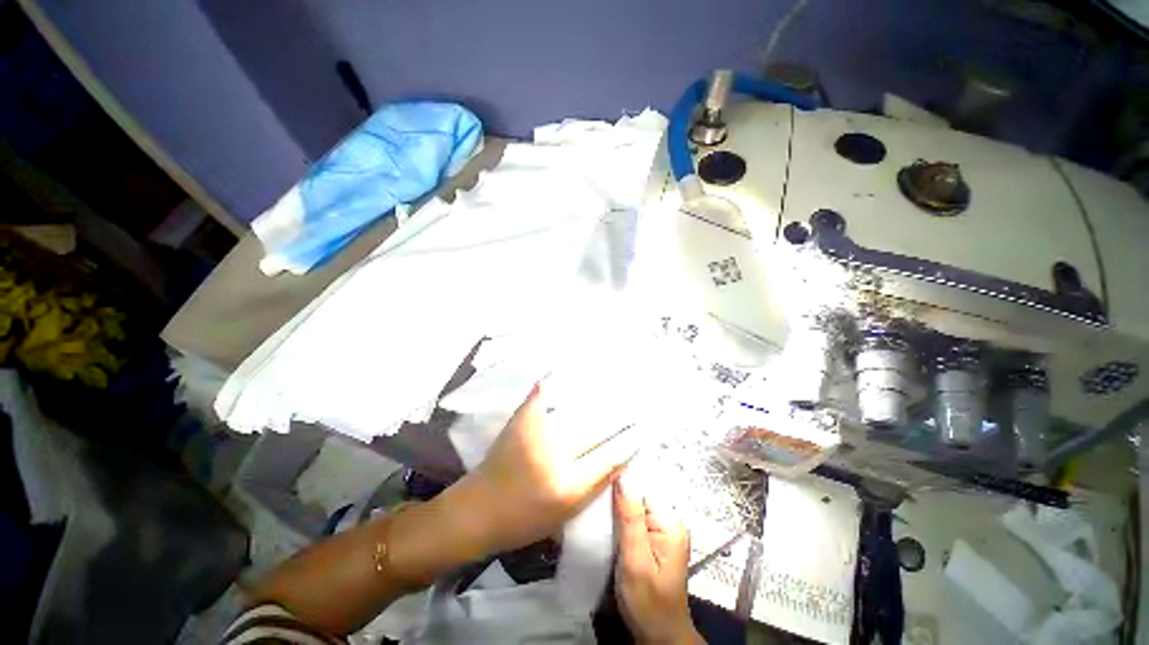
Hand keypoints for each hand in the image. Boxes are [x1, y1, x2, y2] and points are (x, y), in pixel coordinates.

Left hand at [462, 383, 639, 553]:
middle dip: (617, 415)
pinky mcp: (520, 421)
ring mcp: (535, 434)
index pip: (608, 459)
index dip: (627, 442)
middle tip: (634, 402)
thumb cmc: (523, 520)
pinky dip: (553, 381)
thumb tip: (619, 456)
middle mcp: (554, 457)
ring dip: (594, 396)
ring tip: (611, 383)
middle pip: (594, 430)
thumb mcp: (565, 513)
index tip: (642, 429)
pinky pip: (542, 394)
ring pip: (573, 409)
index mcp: (567, 487)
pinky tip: (565, 370)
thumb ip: (594, 484)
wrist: (477, 510)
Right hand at [614, 479, 702, 644]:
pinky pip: (634, 519)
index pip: (642, 489)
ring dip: (617, 510)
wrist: (658, 635)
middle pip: (638, 496)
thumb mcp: (636, 561)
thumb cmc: (648, 602)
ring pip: (634, 507)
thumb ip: (630, 519)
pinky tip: (608, 524)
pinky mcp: (652, 539)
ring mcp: (661, 530)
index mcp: (670, 522)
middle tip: (595, 504)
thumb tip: (624, 477)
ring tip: (598, 513)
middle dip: (618, 499)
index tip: (599, 488)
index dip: (621, 486)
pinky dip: (620, 521)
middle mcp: (669, 521)